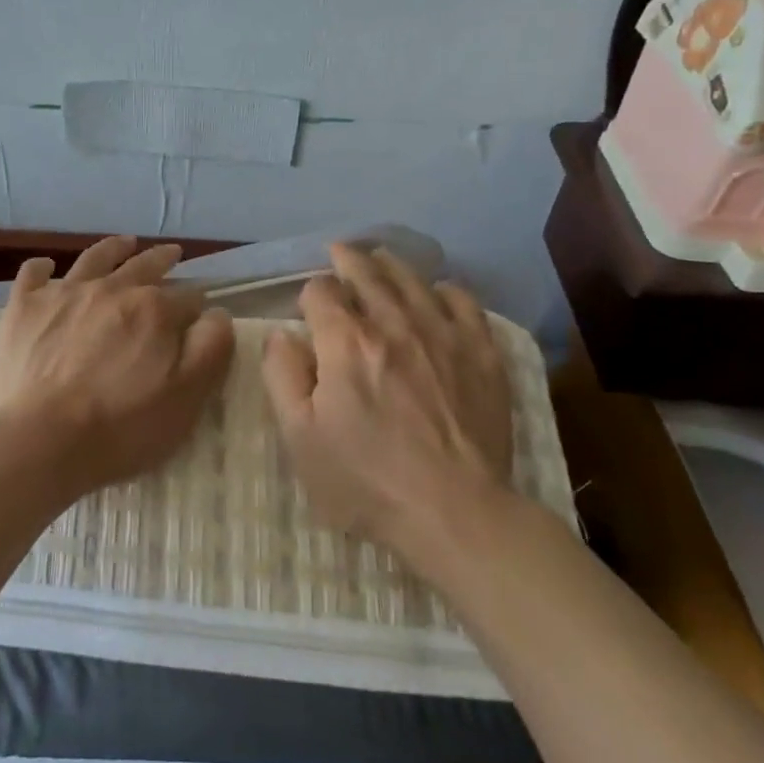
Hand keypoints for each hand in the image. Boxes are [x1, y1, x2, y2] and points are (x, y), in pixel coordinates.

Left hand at [0, 235, 234, 492]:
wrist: (42, 442)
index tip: (197, 316)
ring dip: (114, 248)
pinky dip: (42, 268)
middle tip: (172, 254)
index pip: (187, 297)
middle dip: (162, 259)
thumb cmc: (123, 427)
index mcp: (154, 309)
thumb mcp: (188, 397)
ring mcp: (64, 294)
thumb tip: (216, 313)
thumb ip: (210, 348)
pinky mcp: (24, 308)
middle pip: (144, 265)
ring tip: (125, 243)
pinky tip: (46, 267)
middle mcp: (111, 289)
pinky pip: (33, 274)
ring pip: (95, 258)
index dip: (196, 305)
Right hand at [262, 244, 516, 570]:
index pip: (322, 293)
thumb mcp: (300, 437)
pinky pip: (465, 304)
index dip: (310, 294)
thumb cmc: (366, 481)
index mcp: (346, 343)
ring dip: (393, 265)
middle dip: (349, 260)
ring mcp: (443, 335)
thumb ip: (282, 377)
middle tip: (341, 250)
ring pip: (414, 282)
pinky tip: (440, 292)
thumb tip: (281, 334)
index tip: (309, 309)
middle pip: (369, 275)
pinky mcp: (481, 355)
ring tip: (383, 257)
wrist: (455, 512)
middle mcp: (394, 325)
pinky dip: (447, 290)